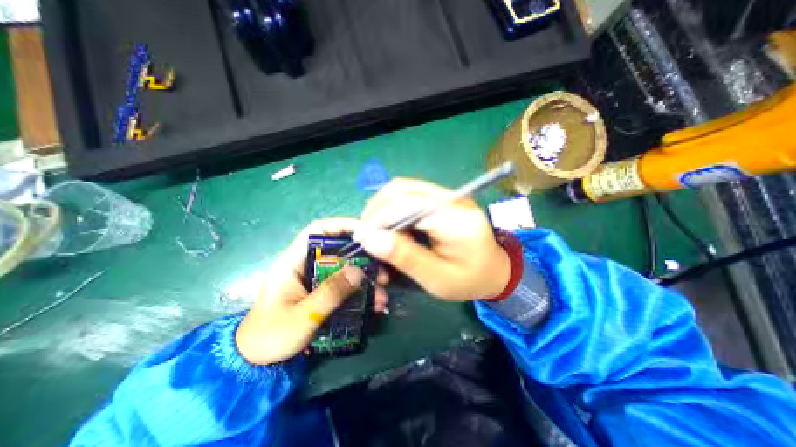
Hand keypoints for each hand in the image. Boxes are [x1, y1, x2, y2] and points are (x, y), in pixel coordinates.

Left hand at [233, 218, 389, 364]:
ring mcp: (315, 279)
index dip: (341, 225)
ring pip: (345, 270)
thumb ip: (330, 292)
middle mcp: (307, 265)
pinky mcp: (322, 292)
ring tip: (382, 294)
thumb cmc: (271, 335)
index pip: (317, 231)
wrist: (257, 362)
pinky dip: (359, 293)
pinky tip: (373, 305)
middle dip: (362, 259)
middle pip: (338, 251)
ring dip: (365, 279)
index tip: (366, 231)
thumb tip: (358, 271)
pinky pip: (344, 286)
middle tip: (382, 271)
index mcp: (293, 261)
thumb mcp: (303, 315)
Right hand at [355, 179, 508, 301]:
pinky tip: (389, 225)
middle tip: (366, 235)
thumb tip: (370, 239)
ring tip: (375, 231)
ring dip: (383, 207)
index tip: (362, 238)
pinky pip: (409, 195)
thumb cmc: (469, 280)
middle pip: (403, 189)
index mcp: (457, 219)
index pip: (409, 205)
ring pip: (403, 188)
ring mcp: (448, 195)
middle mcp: (452, 198)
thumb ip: (405, 256)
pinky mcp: (442, 198)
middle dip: (377, 210)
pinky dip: (393, 208)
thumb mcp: (436, 277)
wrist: (494, 270)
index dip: (380, 217)